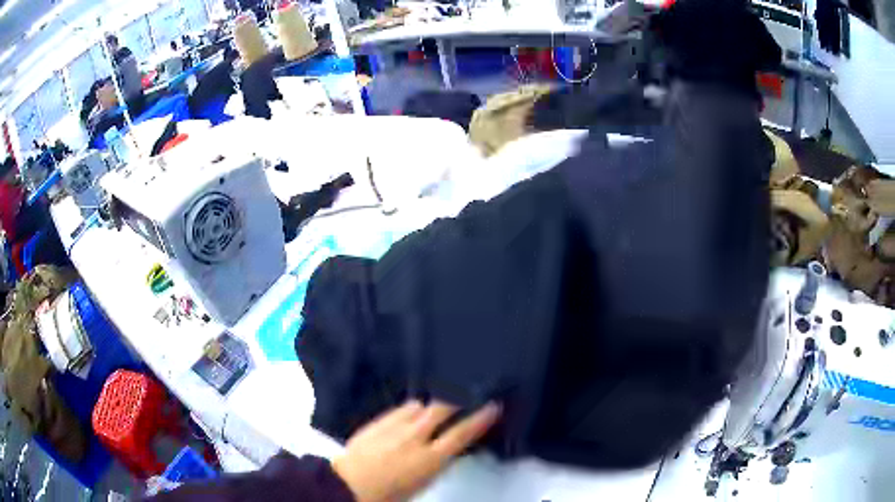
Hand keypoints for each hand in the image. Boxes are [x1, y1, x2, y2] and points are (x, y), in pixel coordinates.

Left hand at [331, 400, 500, 501]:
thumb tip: (447, 450)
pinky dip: (411, 410)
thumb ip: (436, 463)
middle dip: (456, 399)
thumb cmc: (390, 494)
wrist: (349, 484)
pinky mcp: (378, 421)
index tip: (493, 406)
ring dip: (430, 407)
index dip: (480, 419)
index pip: (462, 434)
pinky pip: (401, 408)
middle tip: (465, 395)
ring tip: (433, 410)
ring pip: (420, 405)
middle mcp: (415, 437)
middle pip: (442, 409)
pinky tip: (411, 413)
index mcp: (430, 459)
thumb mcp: (422, 483)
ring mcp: (395, 427)